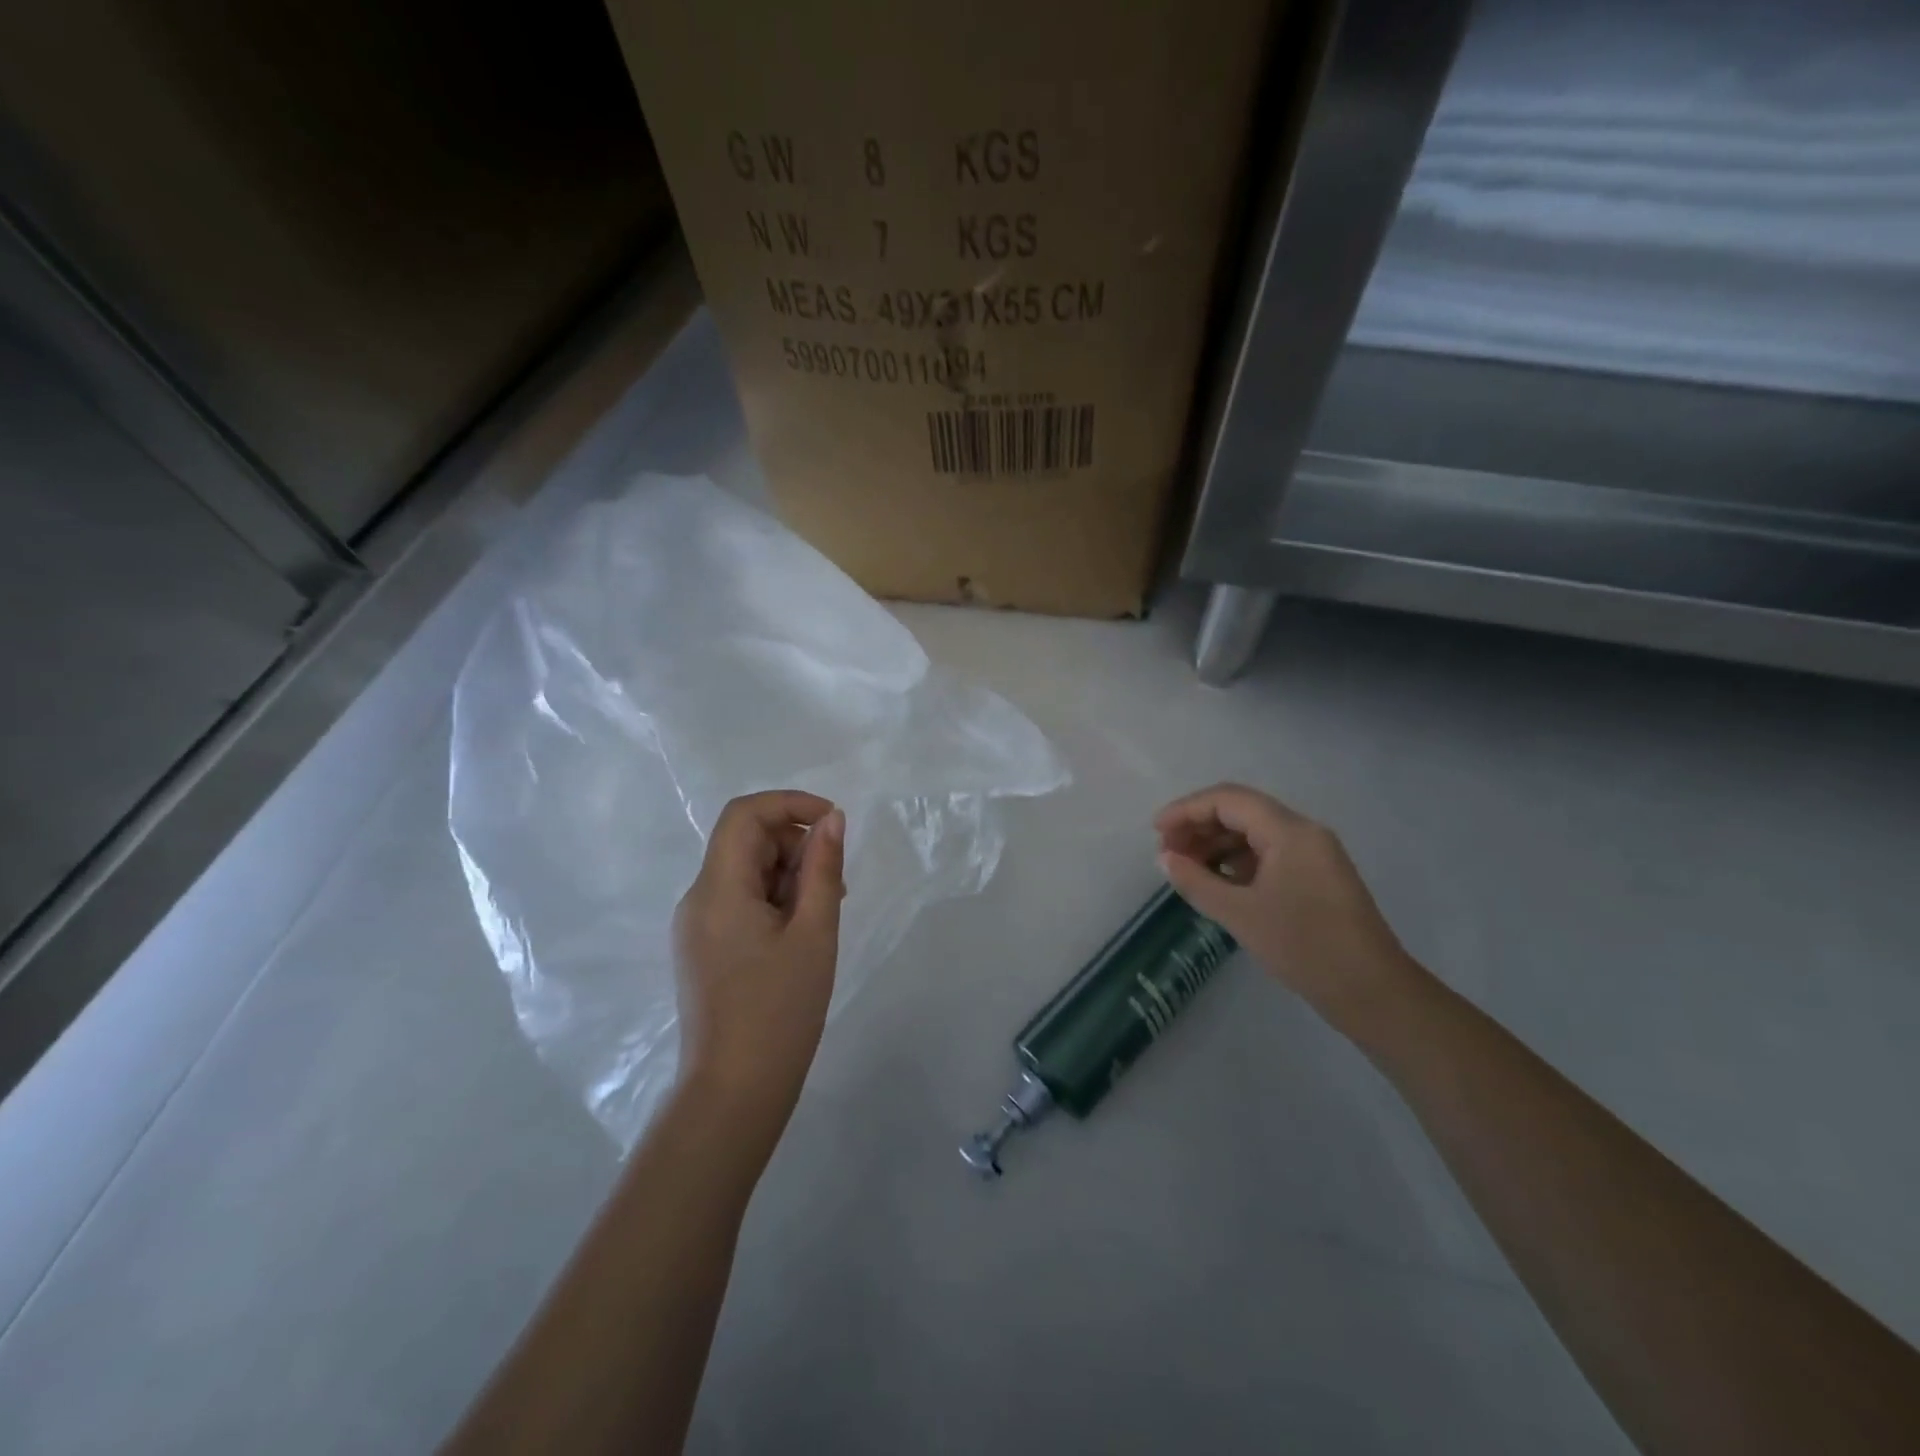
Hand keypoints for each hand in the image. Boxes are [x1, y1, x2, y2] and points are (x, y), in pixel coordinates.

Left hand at [672, 791, 844, 1129]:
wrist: (734, 1093)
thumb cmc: (780, 1011)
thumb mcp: (814, 933)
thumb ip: (822, 868)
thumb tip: (831, 819)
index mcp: (718, 890)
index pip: (744, 815)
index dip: (790, 804)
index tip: (833, 822)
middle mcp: (698, 899)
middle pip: (746, 842)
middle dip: (795, 847)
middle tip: (836, 887)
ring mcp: (697, 926)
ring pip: (745, 872)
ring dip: (789, 876)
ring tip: (823, 916)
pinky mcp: (704, 948)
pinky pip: (740, 902)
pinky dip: (774, 901)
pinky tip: (801, 934)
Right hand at [1154, 784, 1416, 1025]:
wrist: (1372, 992)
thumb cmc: (1304, 947)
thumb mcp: (1240, 914)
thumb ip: (1196, 881)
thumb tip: (1165, 859)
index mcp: (1290, 831)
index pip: (1228, 800)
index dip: (1187, 810)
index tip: (1155, 832)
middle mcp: (1304, 832)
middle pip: (1241, 811)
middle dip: (1199, 825)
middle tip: (1167, 852)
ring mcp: (1313, 854)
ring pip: (1254, 832)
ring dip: (1216, 843)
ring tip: (1185, 868)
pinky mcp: (1316, 875)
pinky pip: (1268, 852)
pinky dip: (1237, 860)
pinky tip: (1216, 881)